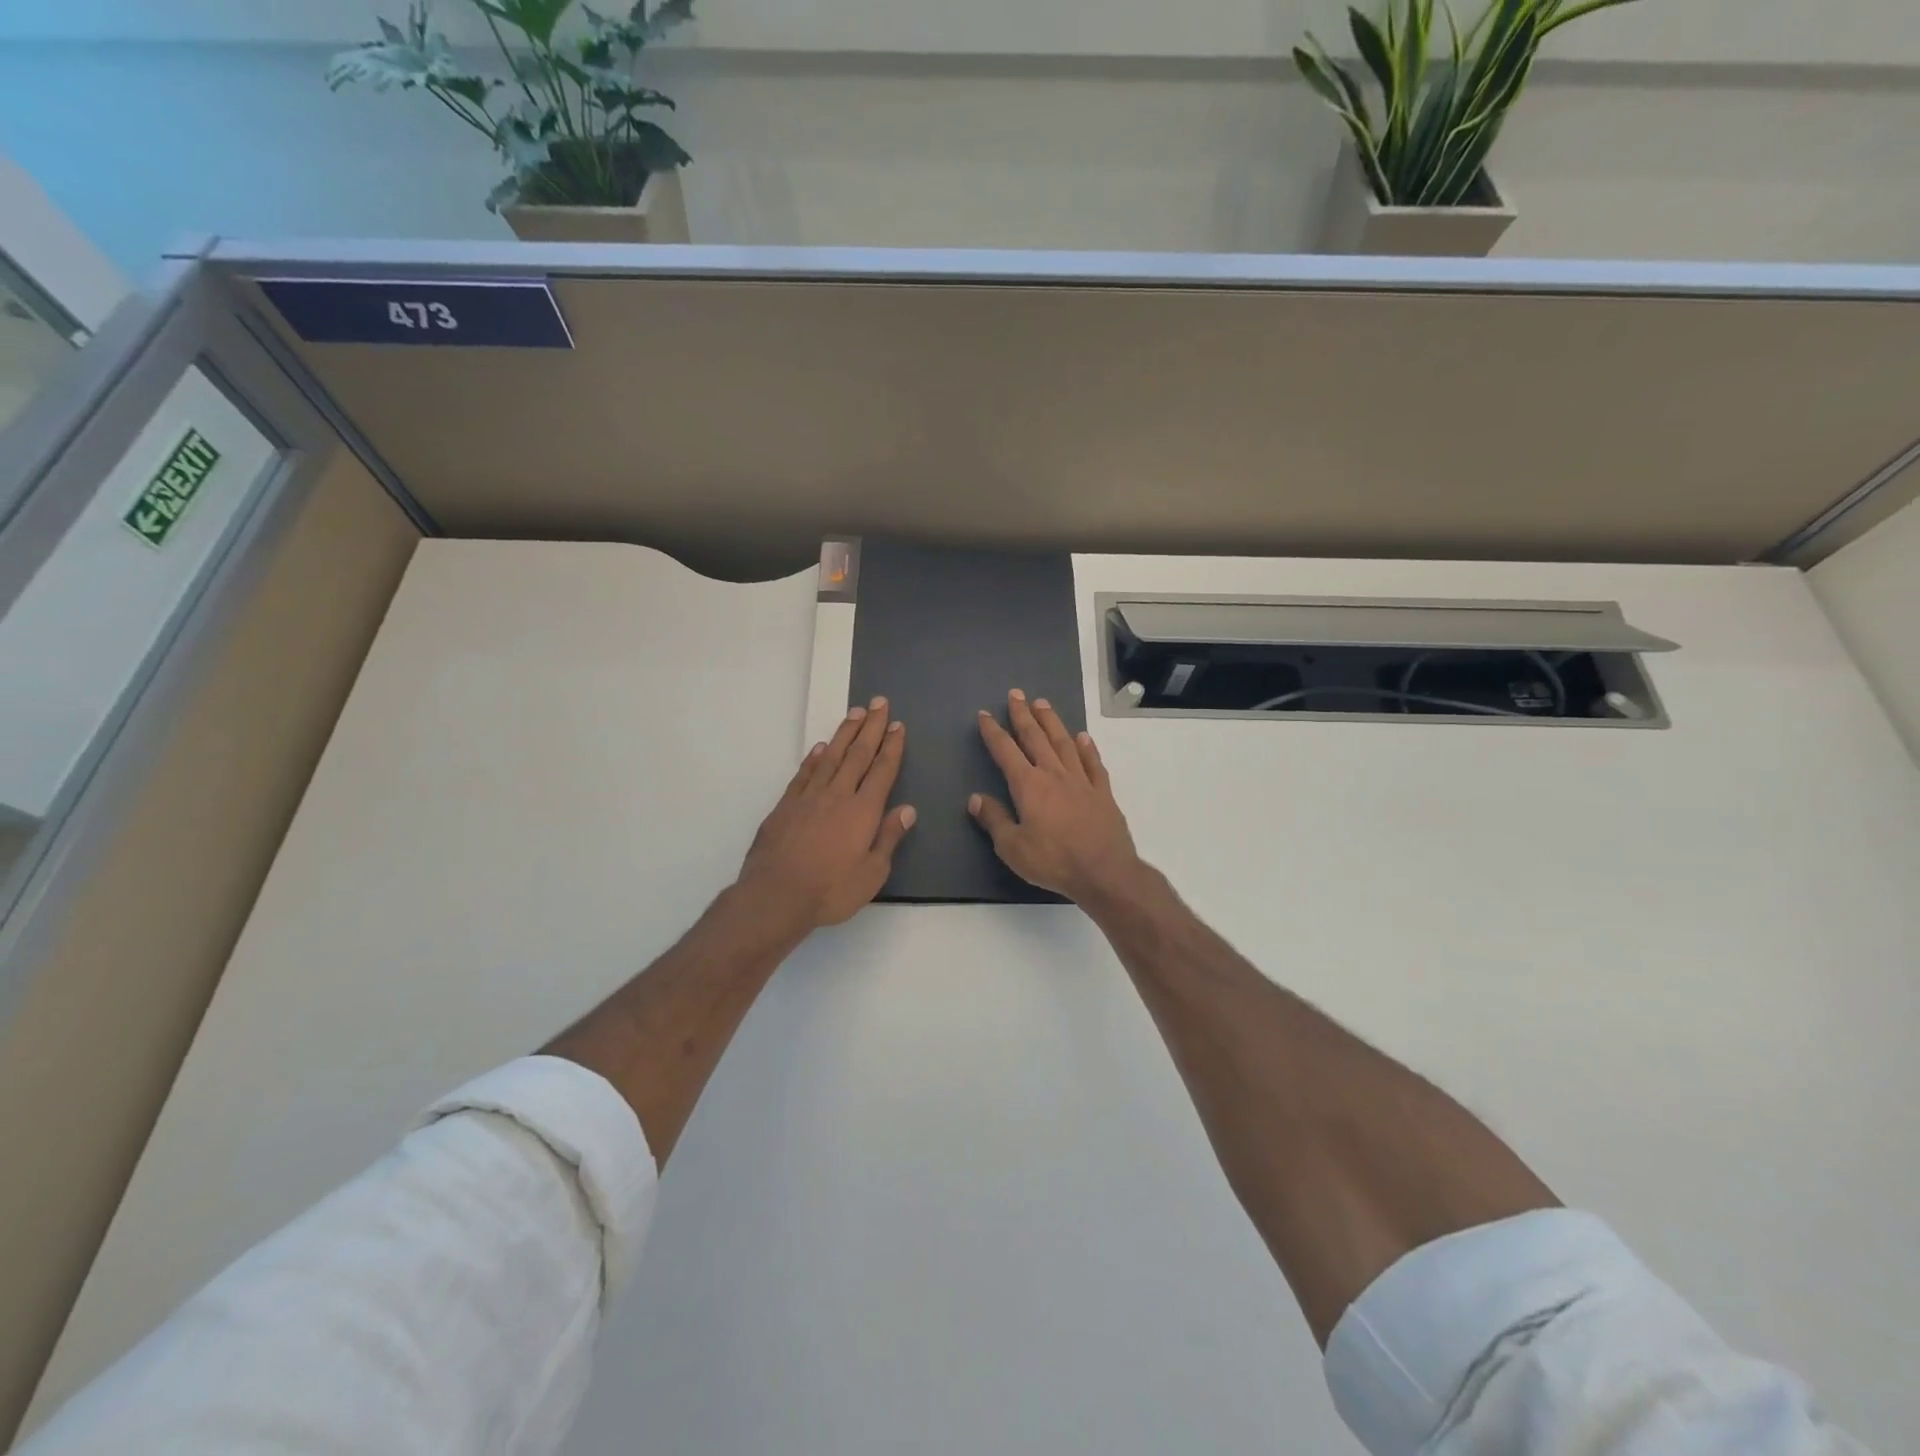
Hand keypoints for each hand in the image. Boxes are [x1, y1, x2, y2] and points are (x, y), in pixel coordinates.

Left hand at [736, 697, 915, 929]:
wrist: (775, 896)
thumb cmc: (830, 890)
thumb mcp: (872, 873)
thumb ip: (888, 838)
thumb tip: (907, 809)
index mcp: (863, 811)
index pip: (882, 771)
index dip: (891, 747)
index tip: (897, 726)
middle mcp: (837, 796)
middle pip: (858, 754)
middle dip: (871, 728)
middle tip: (879, 703)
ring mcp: (808, 798)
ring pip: (830, 757)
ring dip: (844, 734)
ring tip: (855, 713)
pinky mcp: (785, 806)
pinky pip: (804, 774)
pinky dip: (813, 758)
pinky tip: (819, 748)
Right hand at [970, 689, 1144, 905]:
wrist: (1105, 872)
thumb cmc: (1053, 861)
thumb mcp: (1012, 847)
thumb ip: (994, 819)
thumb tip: (976, 798)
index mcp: (1029, 786)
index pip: (1006, 751)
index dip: (993, 732)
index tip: (985, 715)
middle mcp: (1054, 774)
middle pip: (1036, 738)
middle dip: (1023, 715)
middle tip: (1016, 694)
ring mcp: (1082, 781)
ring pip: (1064, 743)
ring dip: (1052, 722)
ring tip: (1043, 704)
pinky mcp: (1103, 793)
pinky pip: (1093, 763)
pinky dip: (1087, 748)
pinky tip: (1083, 737)